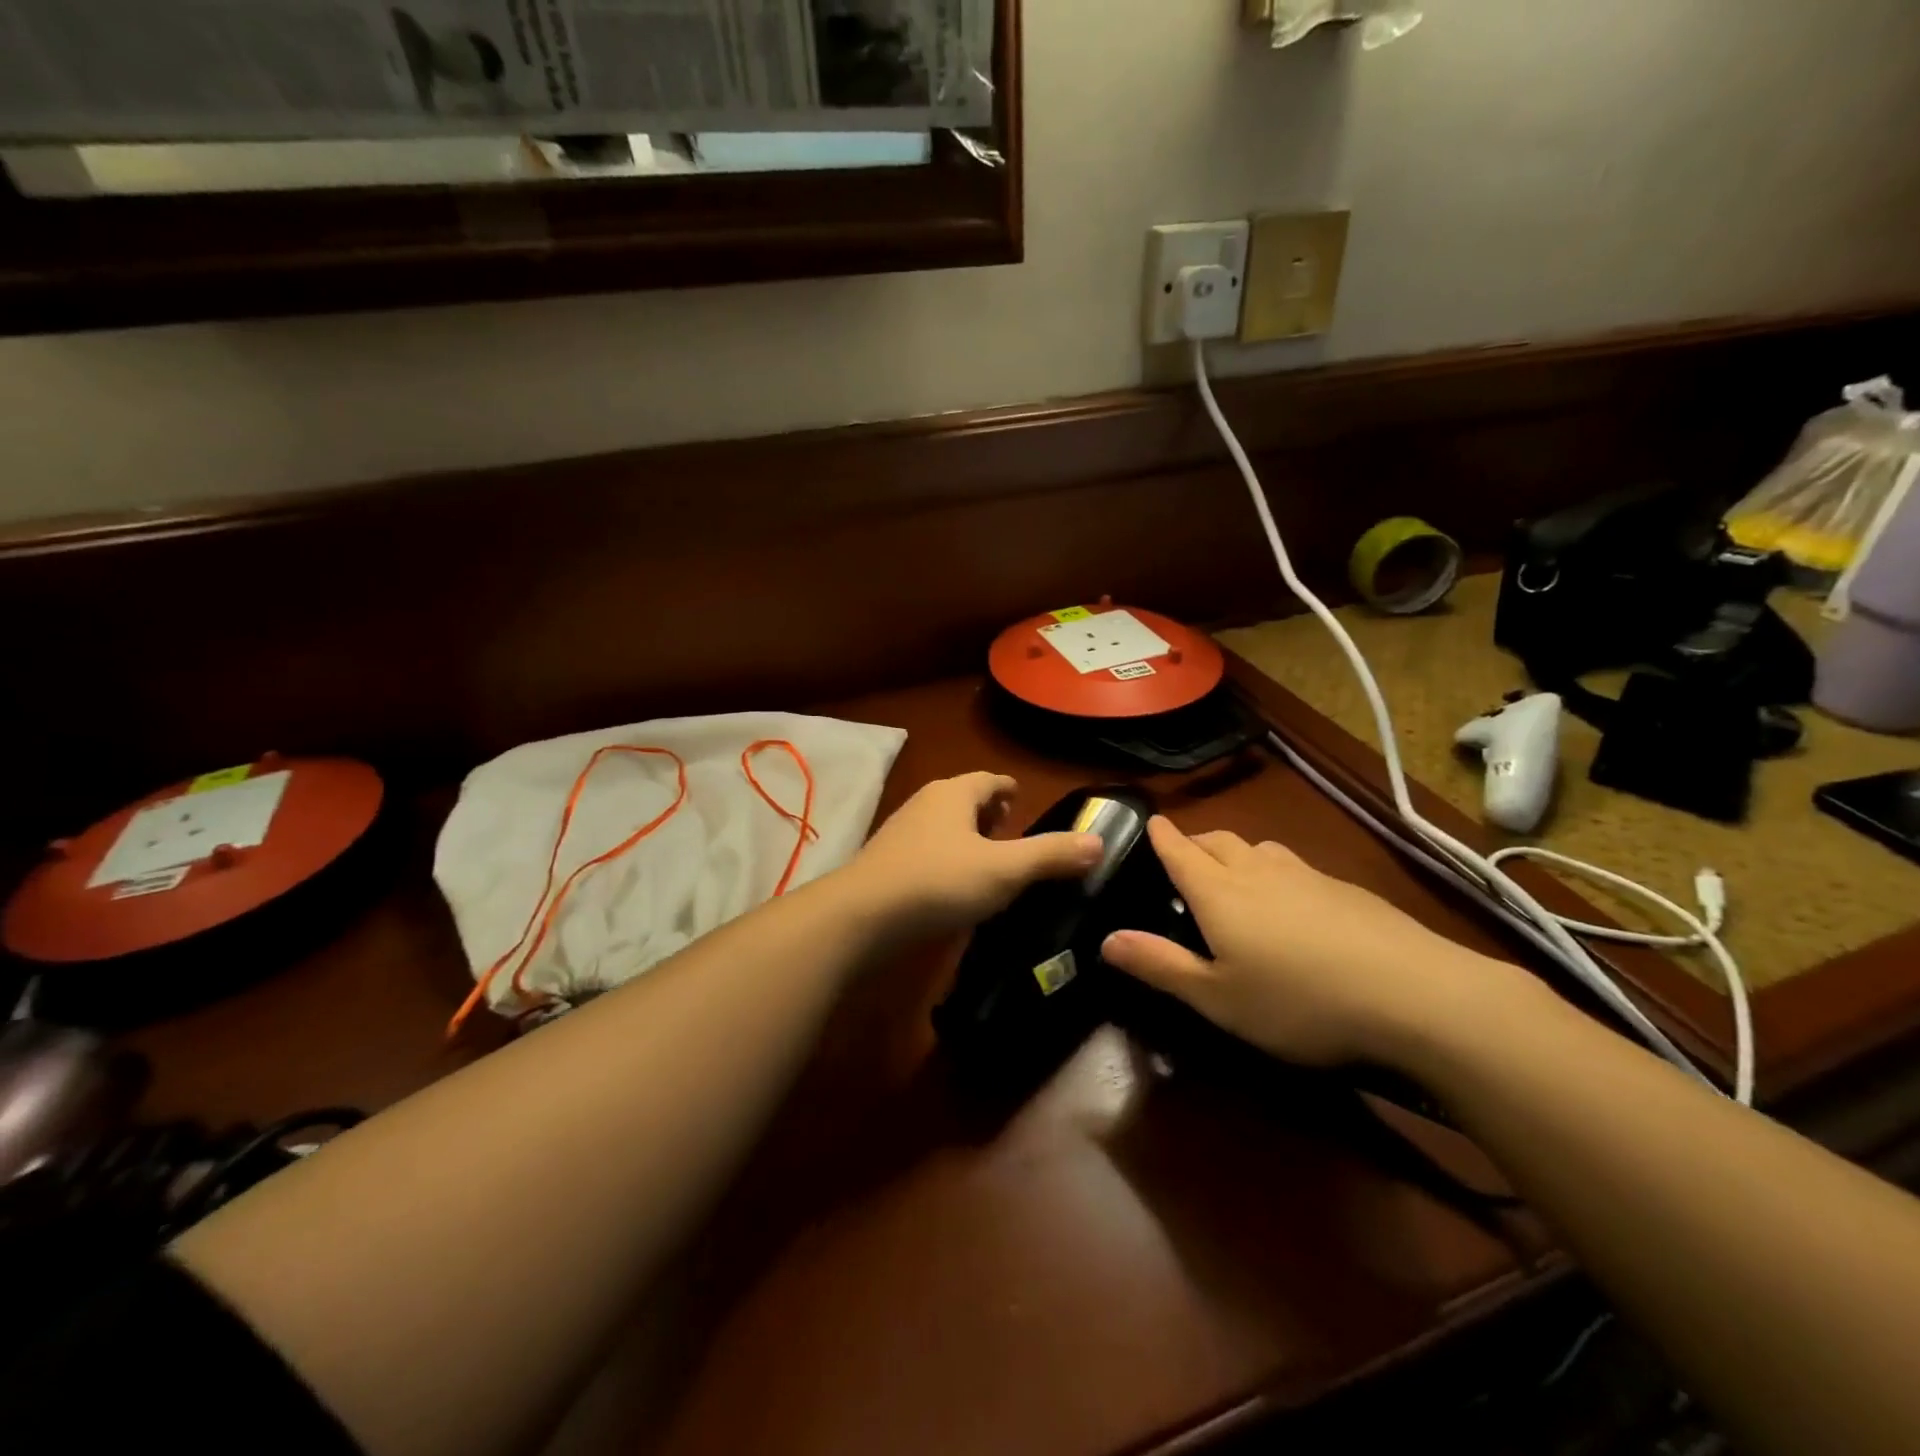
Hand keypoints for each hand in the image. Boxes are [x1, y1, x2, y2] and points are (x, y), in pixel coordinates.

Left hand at [847, 773, 1102, 938]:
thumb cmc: (940, 882)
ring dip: (967, 838)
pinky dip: (946, 860)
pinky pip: (927, 851)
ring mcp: (901, 831)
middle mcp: (925, 803)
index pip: (990, 780)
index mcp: (954, 793)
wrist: (862, 916)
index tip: (1024, 802)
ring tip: (989, 863)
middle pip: (965, 800)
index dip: (1010, 790)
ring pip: (944, 826)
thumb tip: (1098, 842)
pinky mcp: (887, 862)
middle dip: (990, 814)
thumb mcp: (1004, 870)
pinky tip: (954, 888)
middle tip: (1013, 835)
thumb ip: (1051, 855)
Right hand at [1100, 817, 1515, 1066]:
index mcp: (1218, 892)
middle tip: (1184, 858)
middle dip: (1195, 842)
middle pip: (1218, 841)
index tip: (1150, 821)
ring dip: (1237, 853)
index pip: (1179, 850)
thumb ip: (1160, 965)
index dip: (1161, 835)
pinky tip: (1292, 903)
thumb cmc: (1299, 1001)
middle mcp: (1257, 870)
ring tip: (1234, 875)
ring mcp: (1305, 874)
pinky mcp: (1345, 887)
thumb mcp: (1218, 998)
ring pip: (1259, 848)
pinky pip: (1294, 866)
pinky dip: (1275, 871)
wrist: (1417, 994)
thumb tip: (1105, 939)